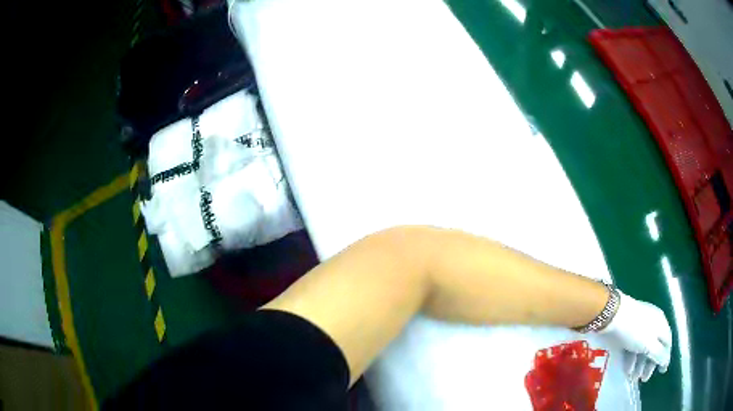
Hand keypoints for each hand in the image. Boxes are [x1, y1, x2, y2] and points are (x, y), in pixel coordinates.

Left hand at [598, 291, 672, 381]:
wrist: (613, 315)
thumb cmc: (635, 330)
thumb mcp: (649, 344)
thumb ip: (659, 354)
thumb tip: (666, 361)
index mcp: (661, 323)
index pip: (667, 341)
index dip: (665, 357)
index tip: (661, 372)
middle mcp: (653, 322)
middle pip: (655, 345)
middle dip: (650, 363)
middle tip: (644, 379)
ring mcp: (640, 324)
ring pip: (644, 346)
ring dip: (639, 364)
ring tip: (632, 378)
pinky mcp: (628, 328)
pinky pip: (633, 345)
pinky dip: (631, 357)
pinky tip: (626, 369)